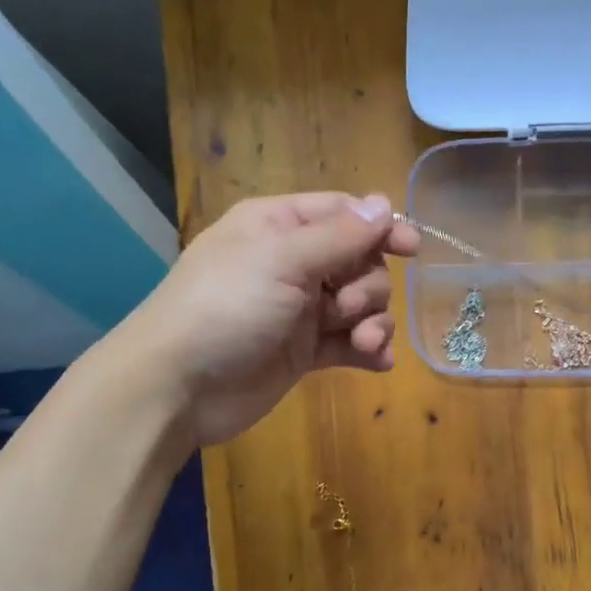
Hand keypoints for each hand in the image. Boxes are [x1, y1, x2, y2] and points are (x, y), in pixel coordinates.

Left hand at [114, 191, 418, 447]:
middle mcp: (293, 264)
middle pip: (359, 262)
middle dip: (366, 286)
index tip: (411, 249)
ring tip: (361, 343)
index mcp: (279, 226)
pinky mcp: (305, 353)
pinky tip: (376, 362)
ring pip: (360, 305)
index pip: (343, 214)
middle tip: (343, 307)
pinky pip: (350, 344)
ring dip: (372, 322)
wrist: (178, 386)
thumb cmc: (225, 308)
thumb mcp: (281, 260)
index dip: (379, 228)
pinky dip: (368, 351)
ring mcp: (300, 311)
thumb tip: (383, 204)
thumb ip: (338, 236)